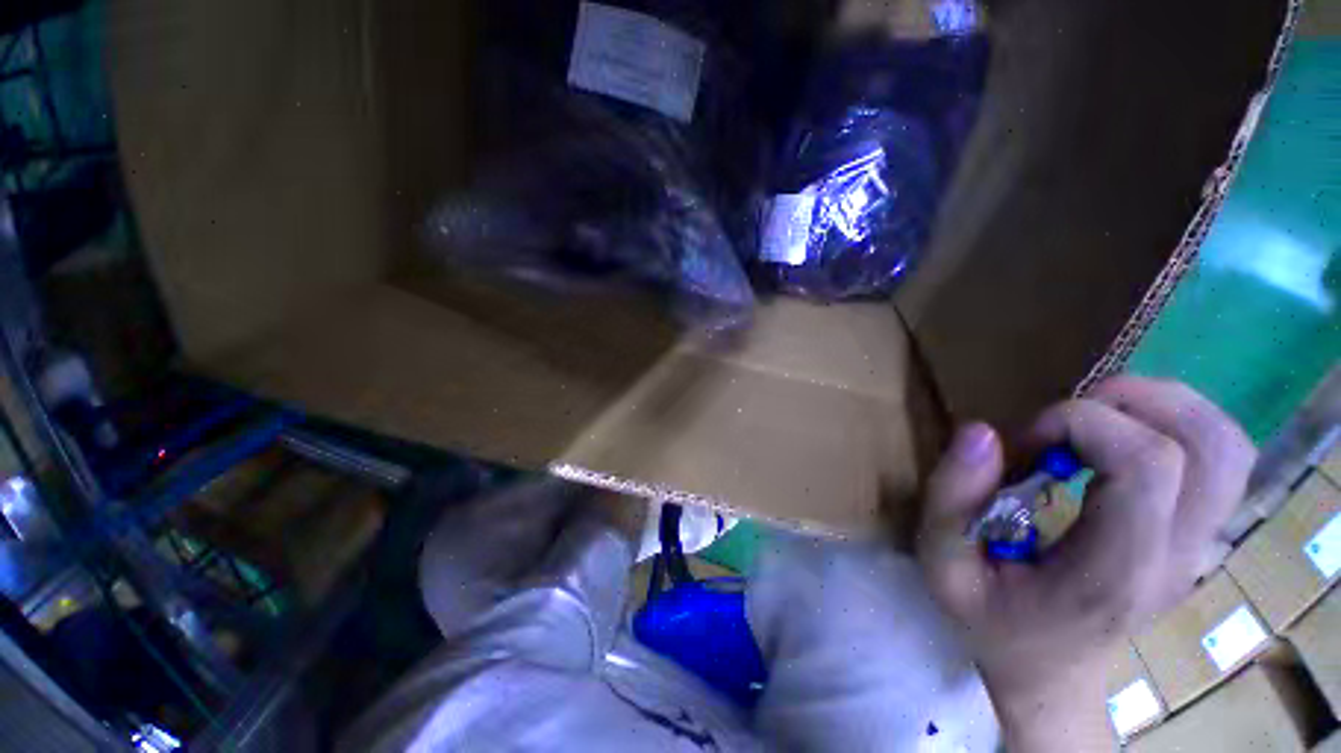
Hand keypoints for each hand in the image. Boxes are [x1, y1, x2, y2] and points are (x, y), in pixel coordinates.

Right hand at [916, 377, 1254, 749]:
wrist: (1048, 674)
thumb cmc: (990, 621)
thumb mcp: (942, 565)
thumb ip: (949, 498)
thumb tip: (980, 431)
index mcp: (1115, 570)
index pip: (1148, 464)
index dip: (1081, 425)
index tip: (1025, 444)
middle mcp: (1176, 556)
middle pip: (1207, 444)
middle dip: (1128, 405)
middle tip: (1061, 424)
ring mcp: (1198, 547)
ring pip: (1227, 445)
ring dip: (1162, 408)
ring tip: (1096, 420)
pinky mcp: (1198, 536)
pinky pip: (1222, 459)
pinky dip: (1179, 427)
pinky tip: (1126, 438)